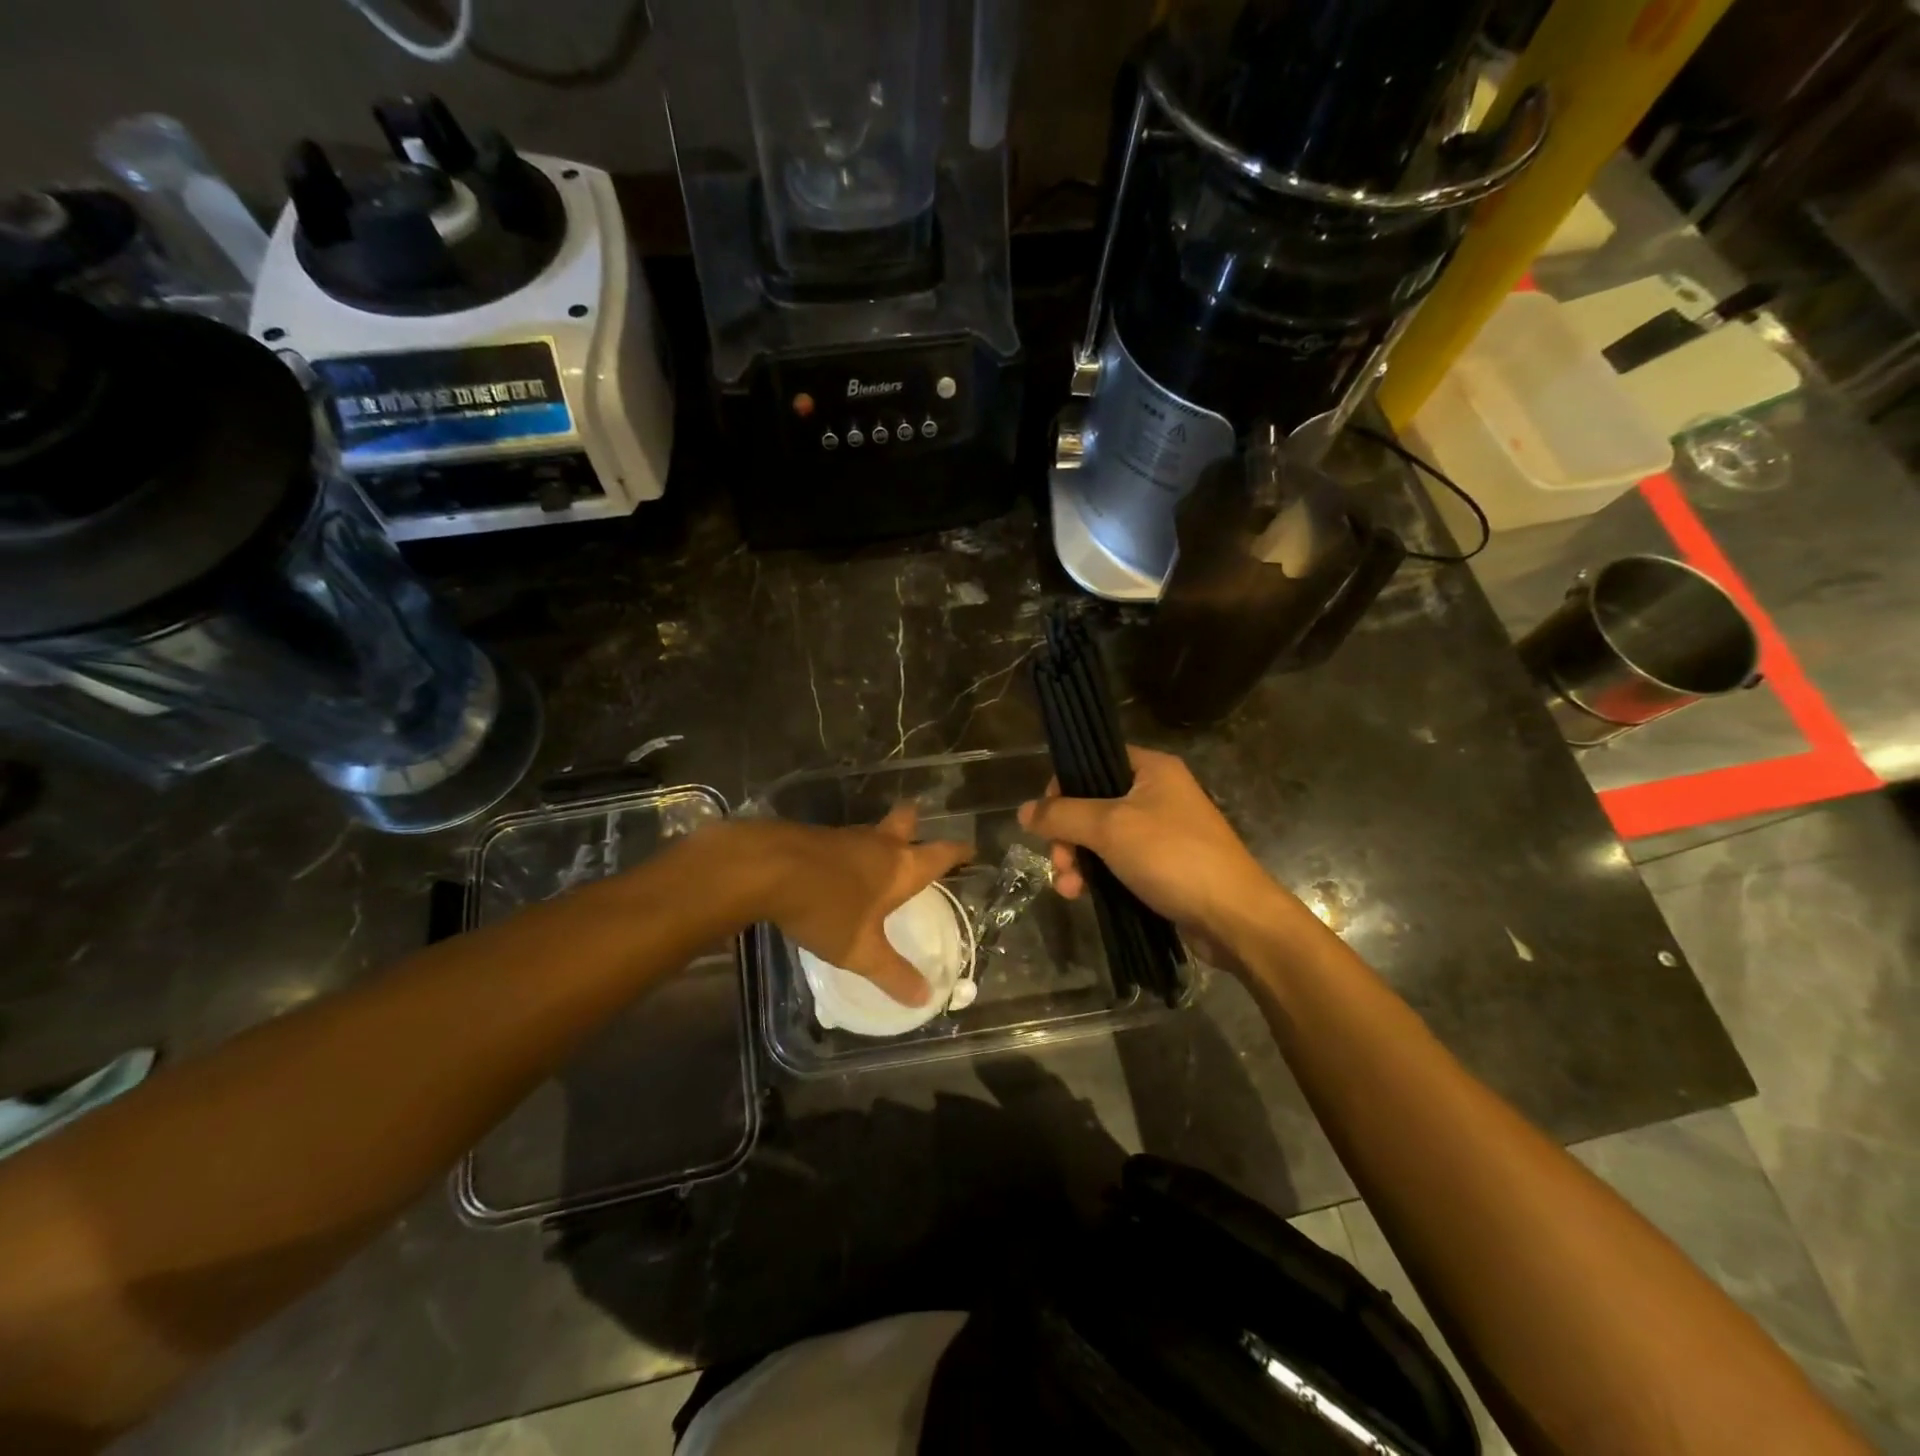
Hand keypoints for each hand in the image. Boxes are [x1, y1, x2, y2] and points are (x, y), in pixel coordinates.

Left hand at [758, 806, 973, 1007]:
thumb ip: (893, 974)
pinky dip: (847, 852)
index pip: (940, 854)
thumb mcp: (861, 951)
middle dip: (914, 824)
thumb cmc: (827, 908)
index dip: (958, 852)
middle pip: (905, 823)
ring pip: (872, 833)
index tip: (970, 849)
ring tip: (877, 858)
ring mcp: (845, 837)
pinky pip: (842, 842)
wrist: (769, 869)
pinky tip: (836, 869)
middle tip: (917, 828)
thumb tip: (926, 997)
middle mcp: (879, 845)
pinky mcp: (816, 838)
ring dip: (879, 840)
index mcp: (901, 868)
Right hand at [1017, 746, 1280, 947]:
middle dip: (1067, 835)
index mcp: (1152, 769)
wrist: (1233, 917)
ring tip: (1069, 888)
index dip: (1064, 785)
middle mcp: (1157, 794)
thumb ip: (1062, 815)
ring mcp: (1160, 832)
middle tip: (1060, 862)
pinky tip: (1082, 896)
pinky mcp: (1161, 867)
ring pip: (1100, 837)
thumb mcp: (1110, 828)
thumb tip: (1024, 811)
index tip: (1048, 816)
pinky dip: (1096, 876)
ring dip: (1077, 860)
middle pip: (1092, 803)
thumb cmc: (1173, 857)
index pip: (1094, 760)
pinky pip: (1116, 862)